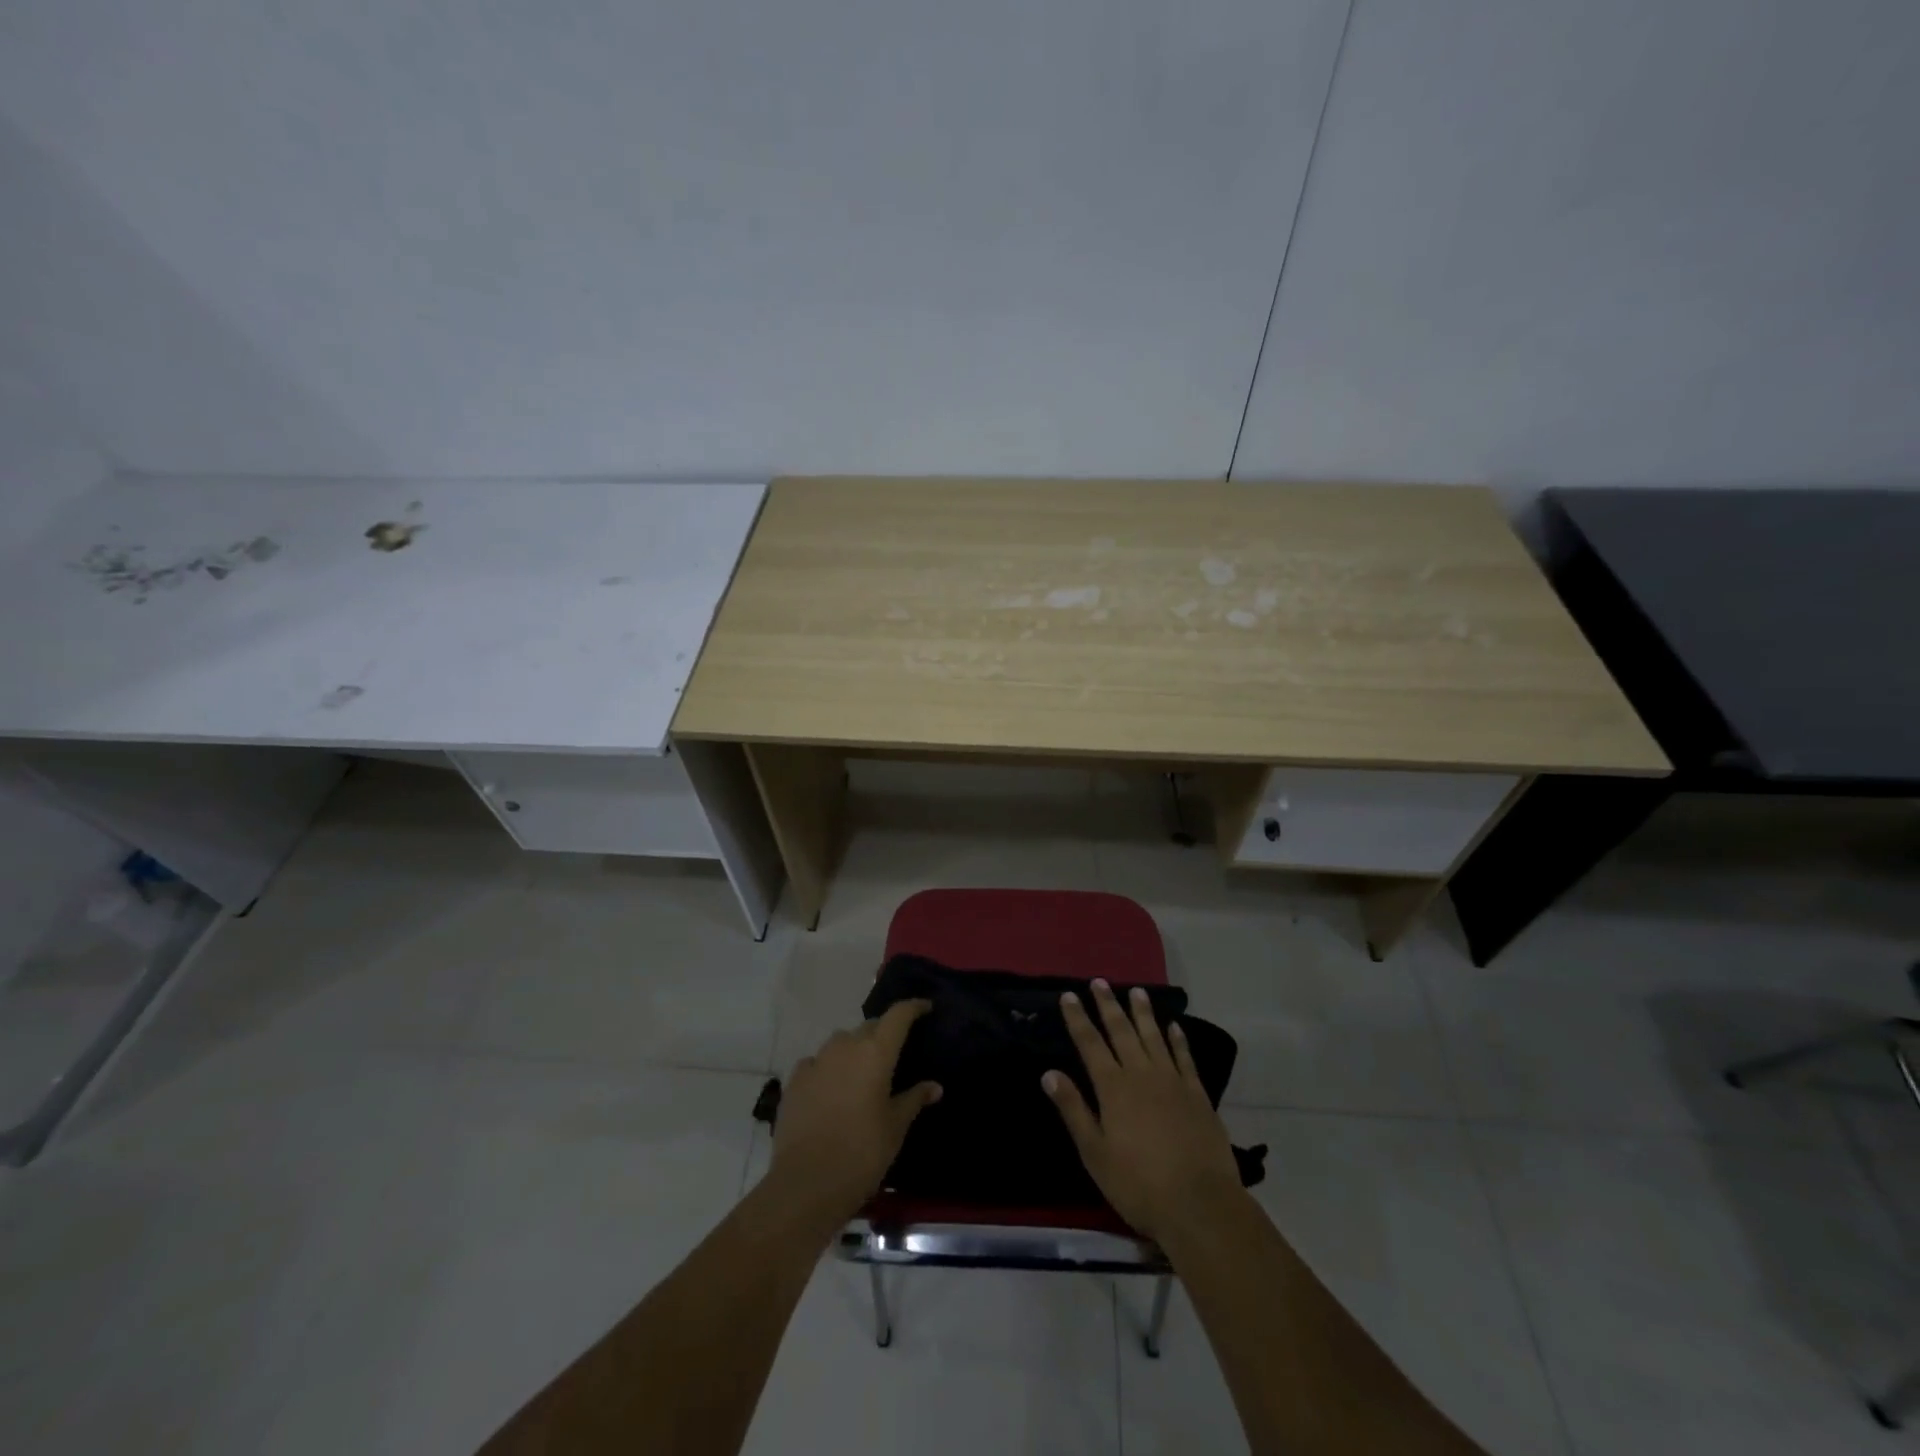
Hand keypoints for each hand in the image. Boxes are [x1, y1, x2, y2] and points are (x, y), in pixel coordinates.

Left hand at [769, 1000, 941, 1226]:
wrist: (806, 1184)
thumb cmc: (862, 1153)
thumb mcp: (895, 1128)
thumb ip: (914, 1099)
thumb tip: (934, 1086)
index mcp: (876, 1052)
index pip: (898, 1015)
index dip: (913, 1007)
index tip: (925, 1008)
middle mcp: (845, 1046)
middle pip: (870, 1026)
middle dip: (884, 1033)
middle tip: (894, 1053)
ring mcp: (817, 1060)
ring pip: (842, 1042)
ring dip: (854, 1050)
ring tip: (862, 1074)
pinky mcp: (794, 1080)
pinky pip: (817, 1062)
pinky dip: (828, 1068)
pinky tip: (831, 1089)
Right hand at [1044, 980, 1245, 1243]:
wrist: (1200, 1205)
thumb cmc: (1138, 1185)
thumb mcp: (1095, 1153)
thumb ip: (1074, 1110)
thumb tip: (1049, 1072)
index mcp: (1113, 1088)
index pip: (1090, 1044)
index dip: (1078, 1019)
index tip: (1069, 995)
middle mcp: (1141, 1074)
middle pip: (1122, 1032)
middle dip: (1108, 1006)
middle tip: (1100, 982)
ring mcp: (1173, 1081)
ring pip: (1154, 1037)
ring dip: (1143, 1013)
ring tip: (1136, 991)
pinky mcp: (1197, 1095)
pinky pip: (1185, 1058)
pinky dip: (1178, 1040)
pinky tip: (1174, 1026)